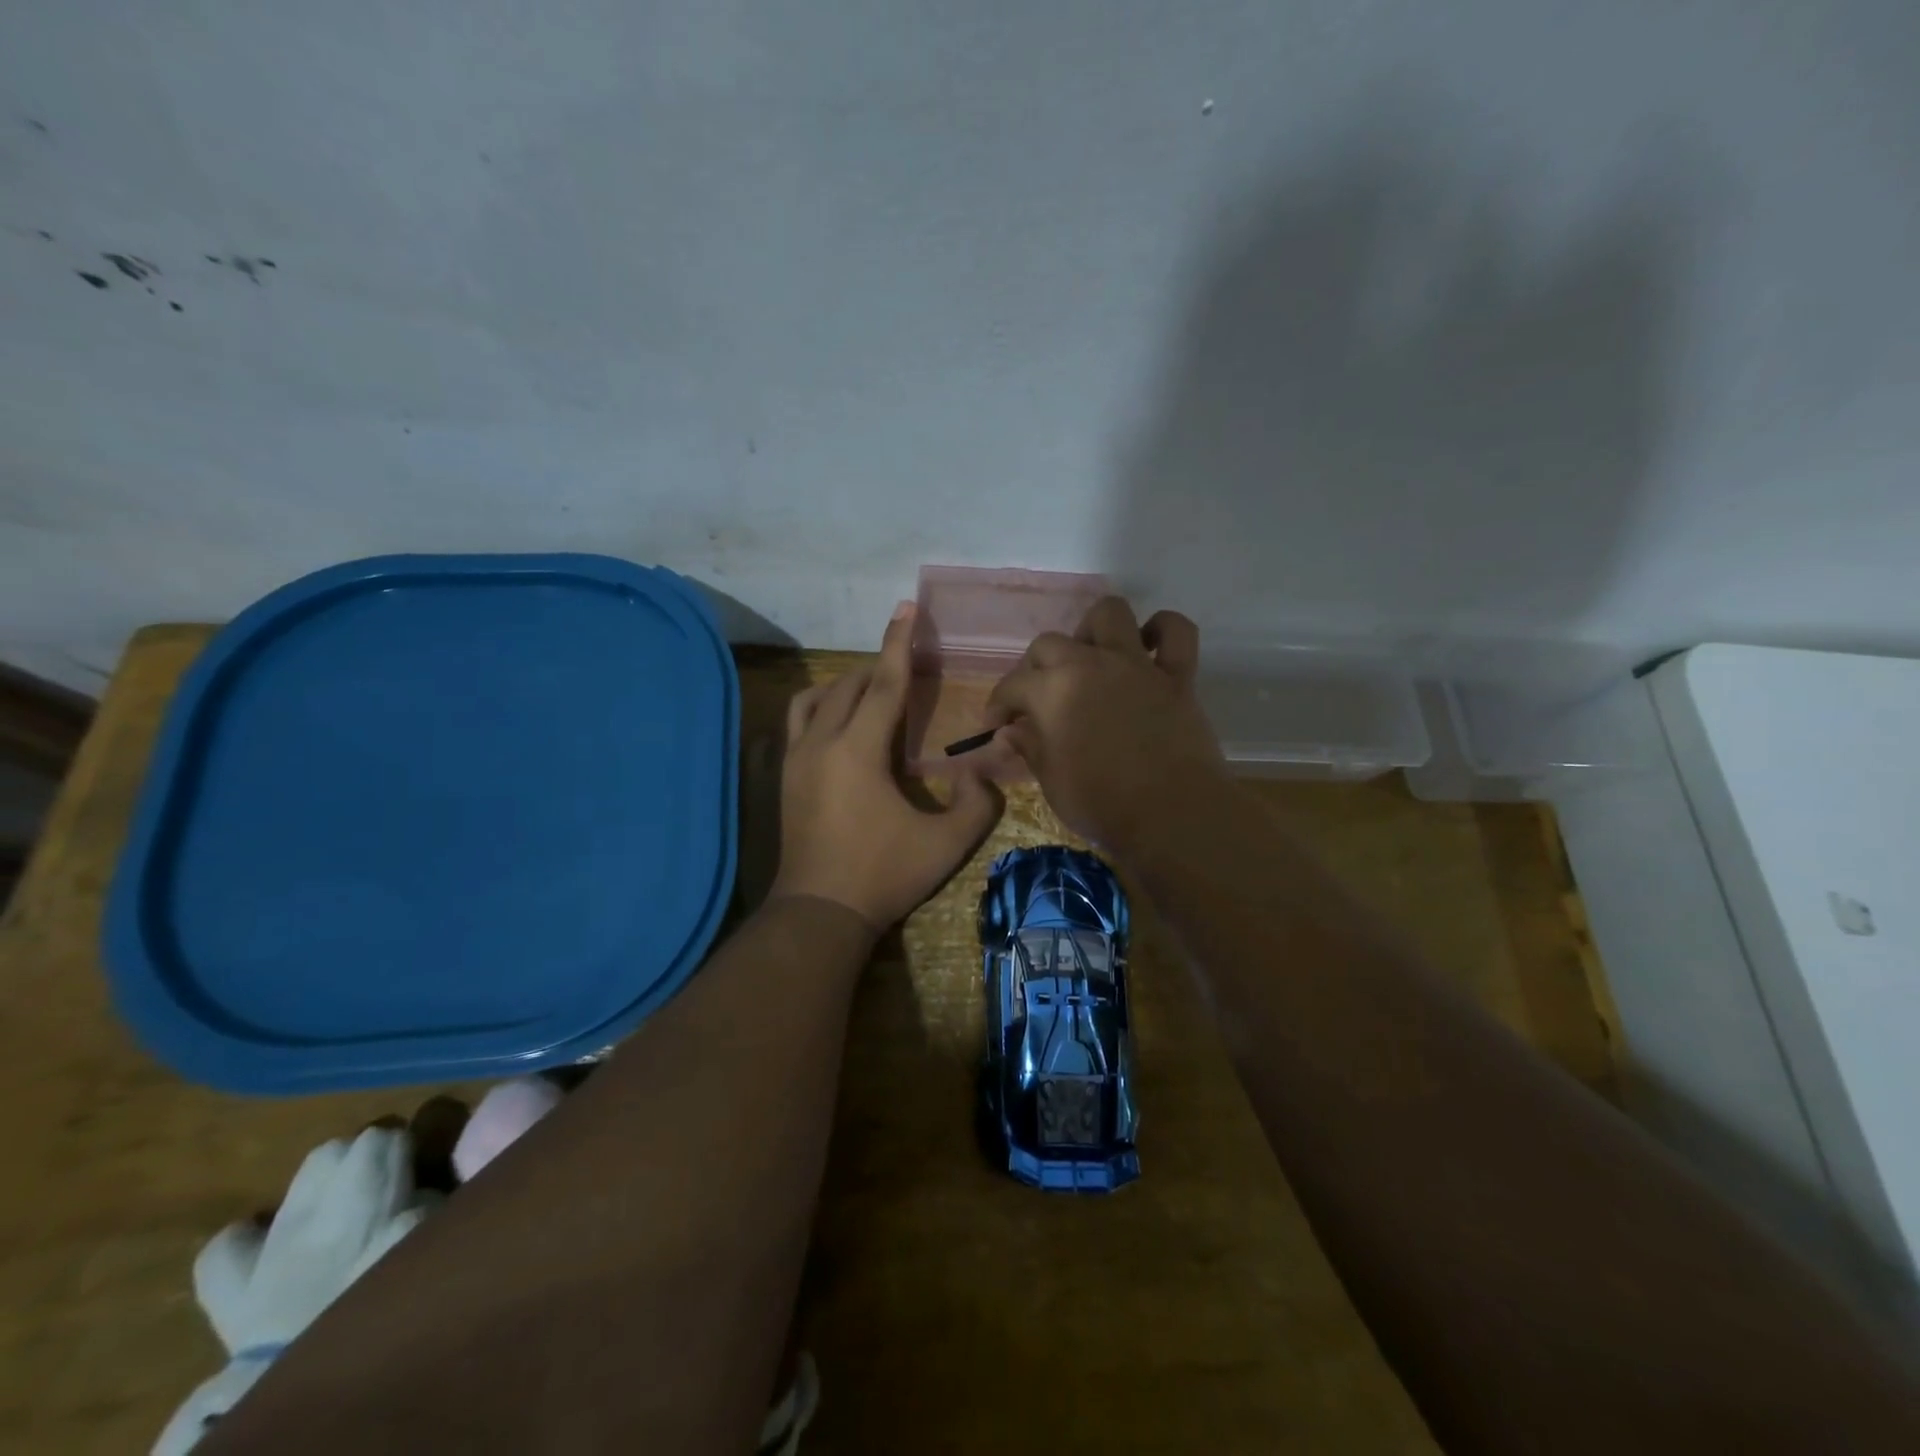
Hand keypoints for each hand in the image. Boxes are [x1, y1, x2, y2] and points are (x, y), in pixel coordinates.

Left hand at [771, 603, 1001, 930]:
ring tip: (871, 693)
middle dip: (878, 668)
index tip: (906, 607)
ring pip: (816, 700)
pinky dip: (821, 708)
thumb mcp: (945, 844)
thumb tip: (983, 776)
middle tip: (906, 667)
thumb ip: (976, 805)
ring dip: (845, 686)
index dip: (898, 644)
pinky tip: (839, 726)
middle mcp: (821, 743)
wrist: (820, 912)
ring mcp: (796, 759)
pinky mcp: (786, 777)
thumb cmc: (883, 874)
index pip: (883, 684)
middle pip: (848, 686)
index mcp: (858, 750)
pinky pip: (800, 723)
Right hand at [984, 597, 1226, 857]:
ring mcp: (1136, 665)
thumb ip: (1030, 748)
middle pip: (1049, 644)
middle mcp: (1090, 664)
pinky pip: (1176, 632)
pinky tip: (1150, 648)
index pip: (1012, 685)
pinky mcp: (1176, 676)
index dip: (998, 705)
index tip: (997, 726)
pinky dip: (1162, 631)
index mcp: (1053, 691)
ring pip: (1109, 613)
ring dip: (1093, 630)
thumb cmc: (1103, 805)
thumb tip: (1012, 731)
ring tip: (1090, 658)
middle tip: (1039, 698)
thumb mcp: (1052, 782)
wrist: (1173, 816)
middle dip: (1035, 668)